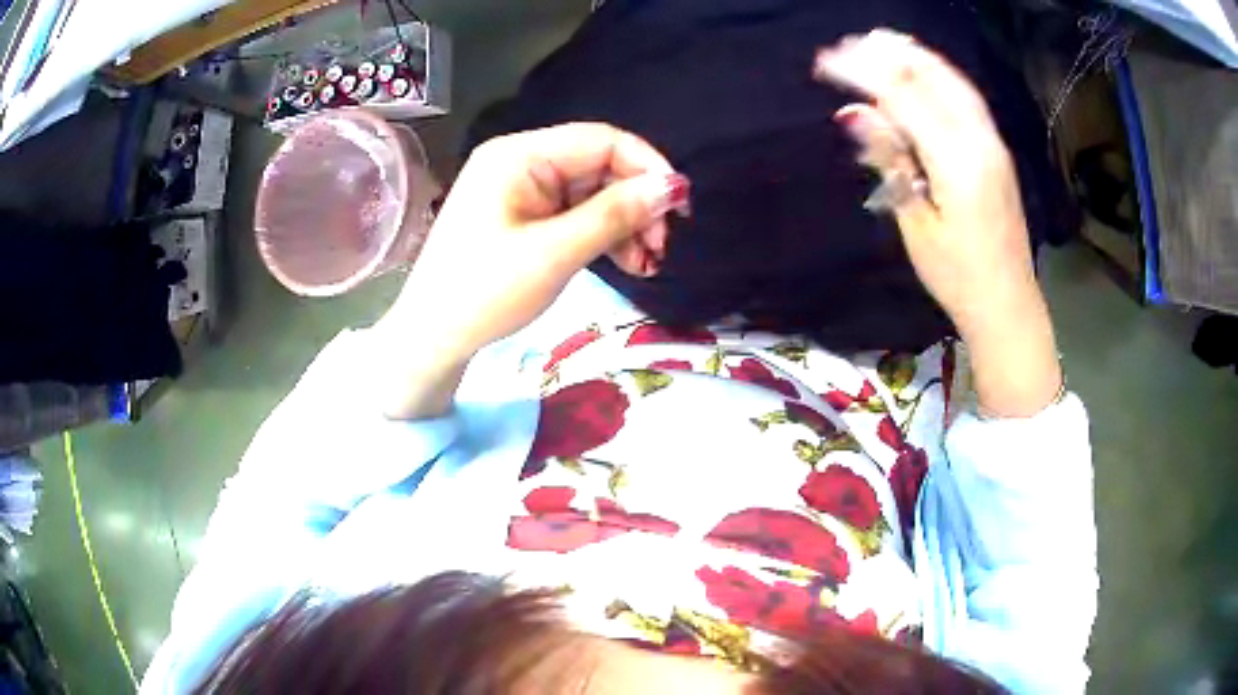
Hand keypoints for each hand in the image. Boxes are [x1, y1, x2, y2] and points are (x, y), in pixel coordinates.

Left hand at [376, 123, 686, 417]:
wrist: (433, 336)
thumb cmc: (484, 292)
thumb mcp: (553, 254)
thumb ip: (615, 215)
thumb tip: (673, 187)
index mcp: (520, 155)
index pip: (602, 140)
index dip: (648, 167)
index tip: (682, 208)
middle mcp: (523, 161)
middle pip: (601, 167)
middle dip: (638, 203)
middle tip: (664, 248)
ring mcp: (523, 190)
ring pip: (594, 193)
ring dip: (627, 224)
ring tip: (649, 264)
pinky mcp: (526, 216)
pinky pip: (577, 214)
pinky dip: (604, 235)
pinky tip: (628, 262)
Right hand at [815, 31, 1062, 416]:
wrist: (1008, 303)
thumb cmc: (958, 277)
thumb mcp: (916, 224)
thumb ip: (890, 161)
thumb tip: (854, 114)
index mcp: (957, 162)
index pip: (903, 97)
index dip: (863, 73)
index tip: (825, 62)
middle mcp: (980, 141)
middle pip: (931, 77)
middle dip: (887, 55)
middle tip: (848, 43)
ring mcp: (993, 142)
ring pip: (952, 81)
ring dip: (914, 57)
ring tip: (878, 42)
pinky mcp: (996, 149)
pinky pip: (965, 97)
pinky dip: (936, 75)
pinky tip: (918, 70)